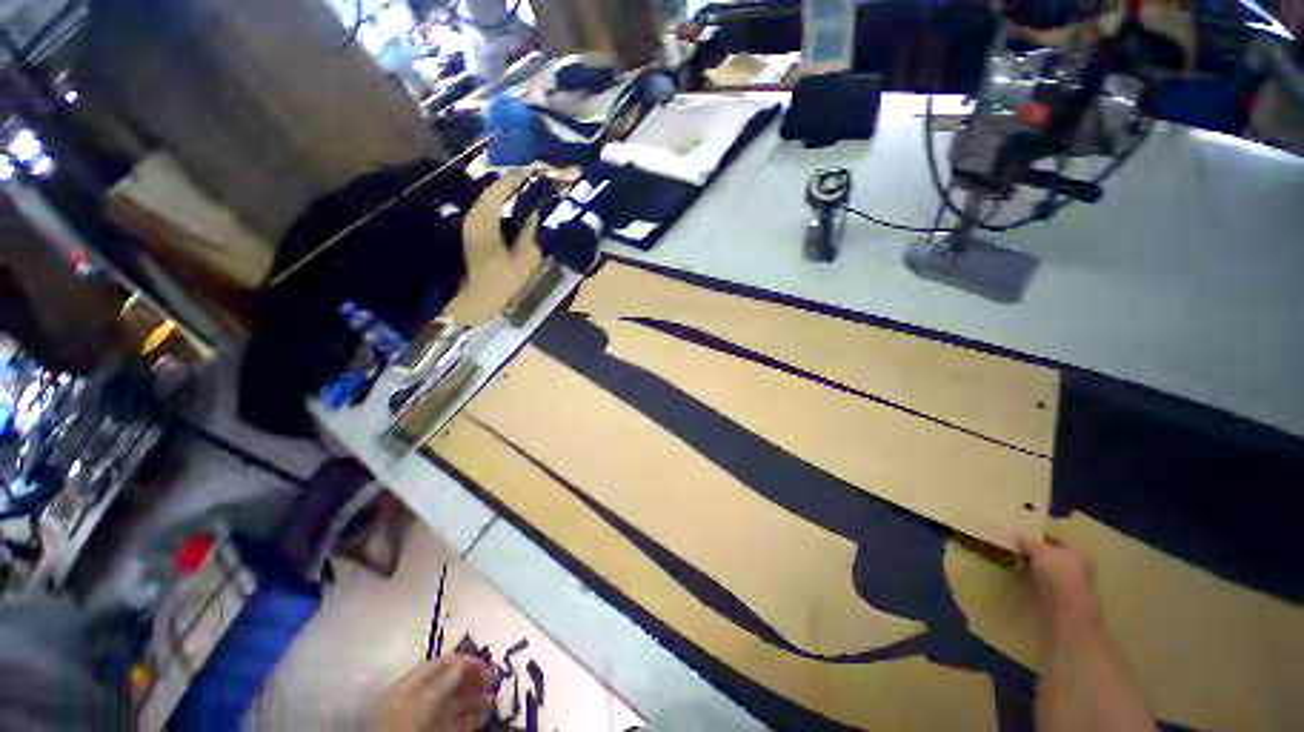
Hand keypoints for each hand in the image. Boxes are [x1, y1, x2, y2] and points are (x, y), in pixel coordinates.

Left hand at [378, 656, 495, 731]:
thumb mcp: (423, 701)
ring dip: (476, 699)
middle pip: (448, 683)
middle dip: (472, 679)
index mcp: (408, 685)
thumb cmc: (404, 725)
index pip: (437, 664)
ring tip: (494, 699)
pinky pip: (454, 722)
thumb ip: (442, 682)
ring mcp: (424, 718)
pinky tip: (484, 717)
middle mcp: (416, 699)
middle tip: (493, 678)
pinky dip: (470, 718)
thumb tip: (462, 664)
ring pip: (454, 703)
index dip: (461, 659)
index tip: (483, 660)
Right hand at [1016, 534, 1096, 620]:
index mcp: (1078, 551)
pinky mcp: (1066, 597)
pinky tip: (1028, 580)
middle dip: (1039, 555)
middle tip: (1020, 552)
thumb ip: (1027, 541)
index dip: (1041, 538)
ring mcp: (1074, 583)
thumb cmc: (1056, 572)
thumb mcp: (1037, 550)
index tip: (1024, 539)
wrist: (1066, 606)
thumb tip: (1017, 535)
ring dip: (1038, 569)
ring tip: (1021, 566)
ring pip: (1052, 571)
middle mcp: (1080, 566)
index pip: (1058, 540)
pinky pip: (1049, 584)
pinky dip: (1039, 581)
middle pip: (1056, 556)